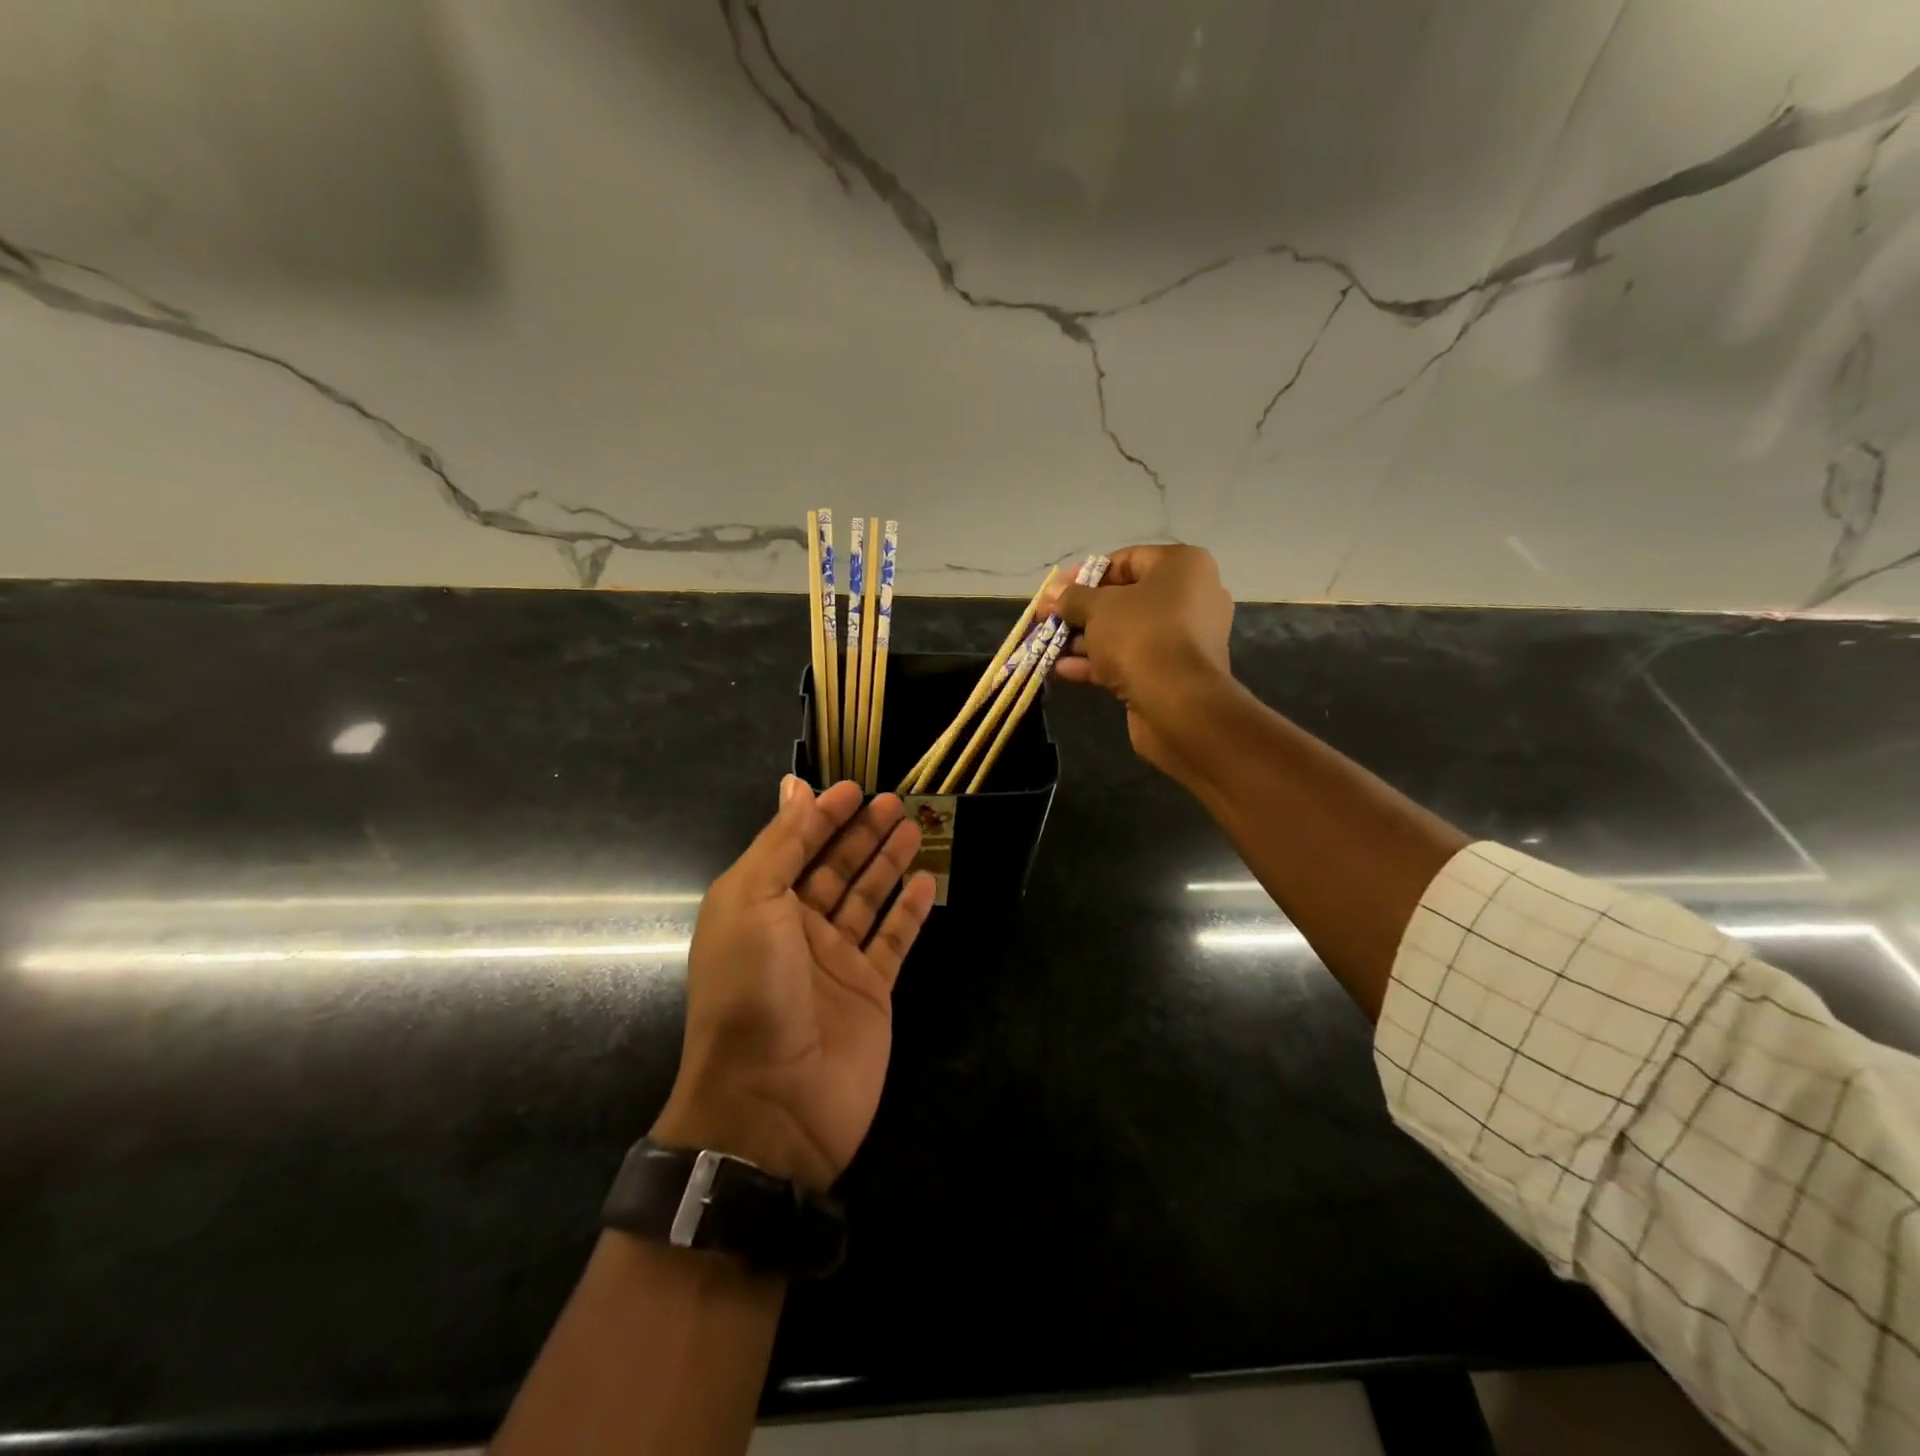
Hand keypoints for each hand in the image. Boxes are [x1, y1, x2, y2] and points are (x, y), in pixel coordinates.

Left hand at [652, 778, 936, 1191]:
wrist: (771, 1104)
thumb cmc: (752, 990)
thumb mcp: (751, 901)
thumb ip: (779, 844)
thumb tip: (794, 788)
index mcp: (759, 906)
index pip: (794, 846)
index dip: (821, 815)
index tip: (853, 787)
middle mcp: (796, 929)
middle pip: (835, 868)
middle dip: (861, 833)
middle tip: (894, 801)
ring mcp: (836, 961)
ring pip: (867, 898)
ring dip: (888, 863)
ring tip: (913, 828)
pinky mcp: (870, 990)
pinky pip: (893, 940)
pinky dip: (909, 911)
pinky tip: (926, 881)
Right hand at [1043, 545, 1234, 774]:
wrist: (1179, 704)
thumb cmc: (1141, 637)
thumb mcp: (1098, 609)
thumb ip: (1073, 598)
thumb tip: (1052, 593)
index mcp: (1182, 567)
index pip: (1126, 560)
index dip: (1084, 575)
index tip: (1055, 591)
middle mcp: (1190, 597)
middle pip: (1124, 598)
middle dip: (1081, 611)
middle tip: (1047, 619)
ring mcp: (1184, 639)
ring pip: (1126, 632)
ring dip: (1085, 640)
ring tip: (1048, 646)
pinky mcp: (1174, 673)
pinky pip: (1132, 659)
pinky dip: (1100, 663)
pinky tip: (1063, 669)